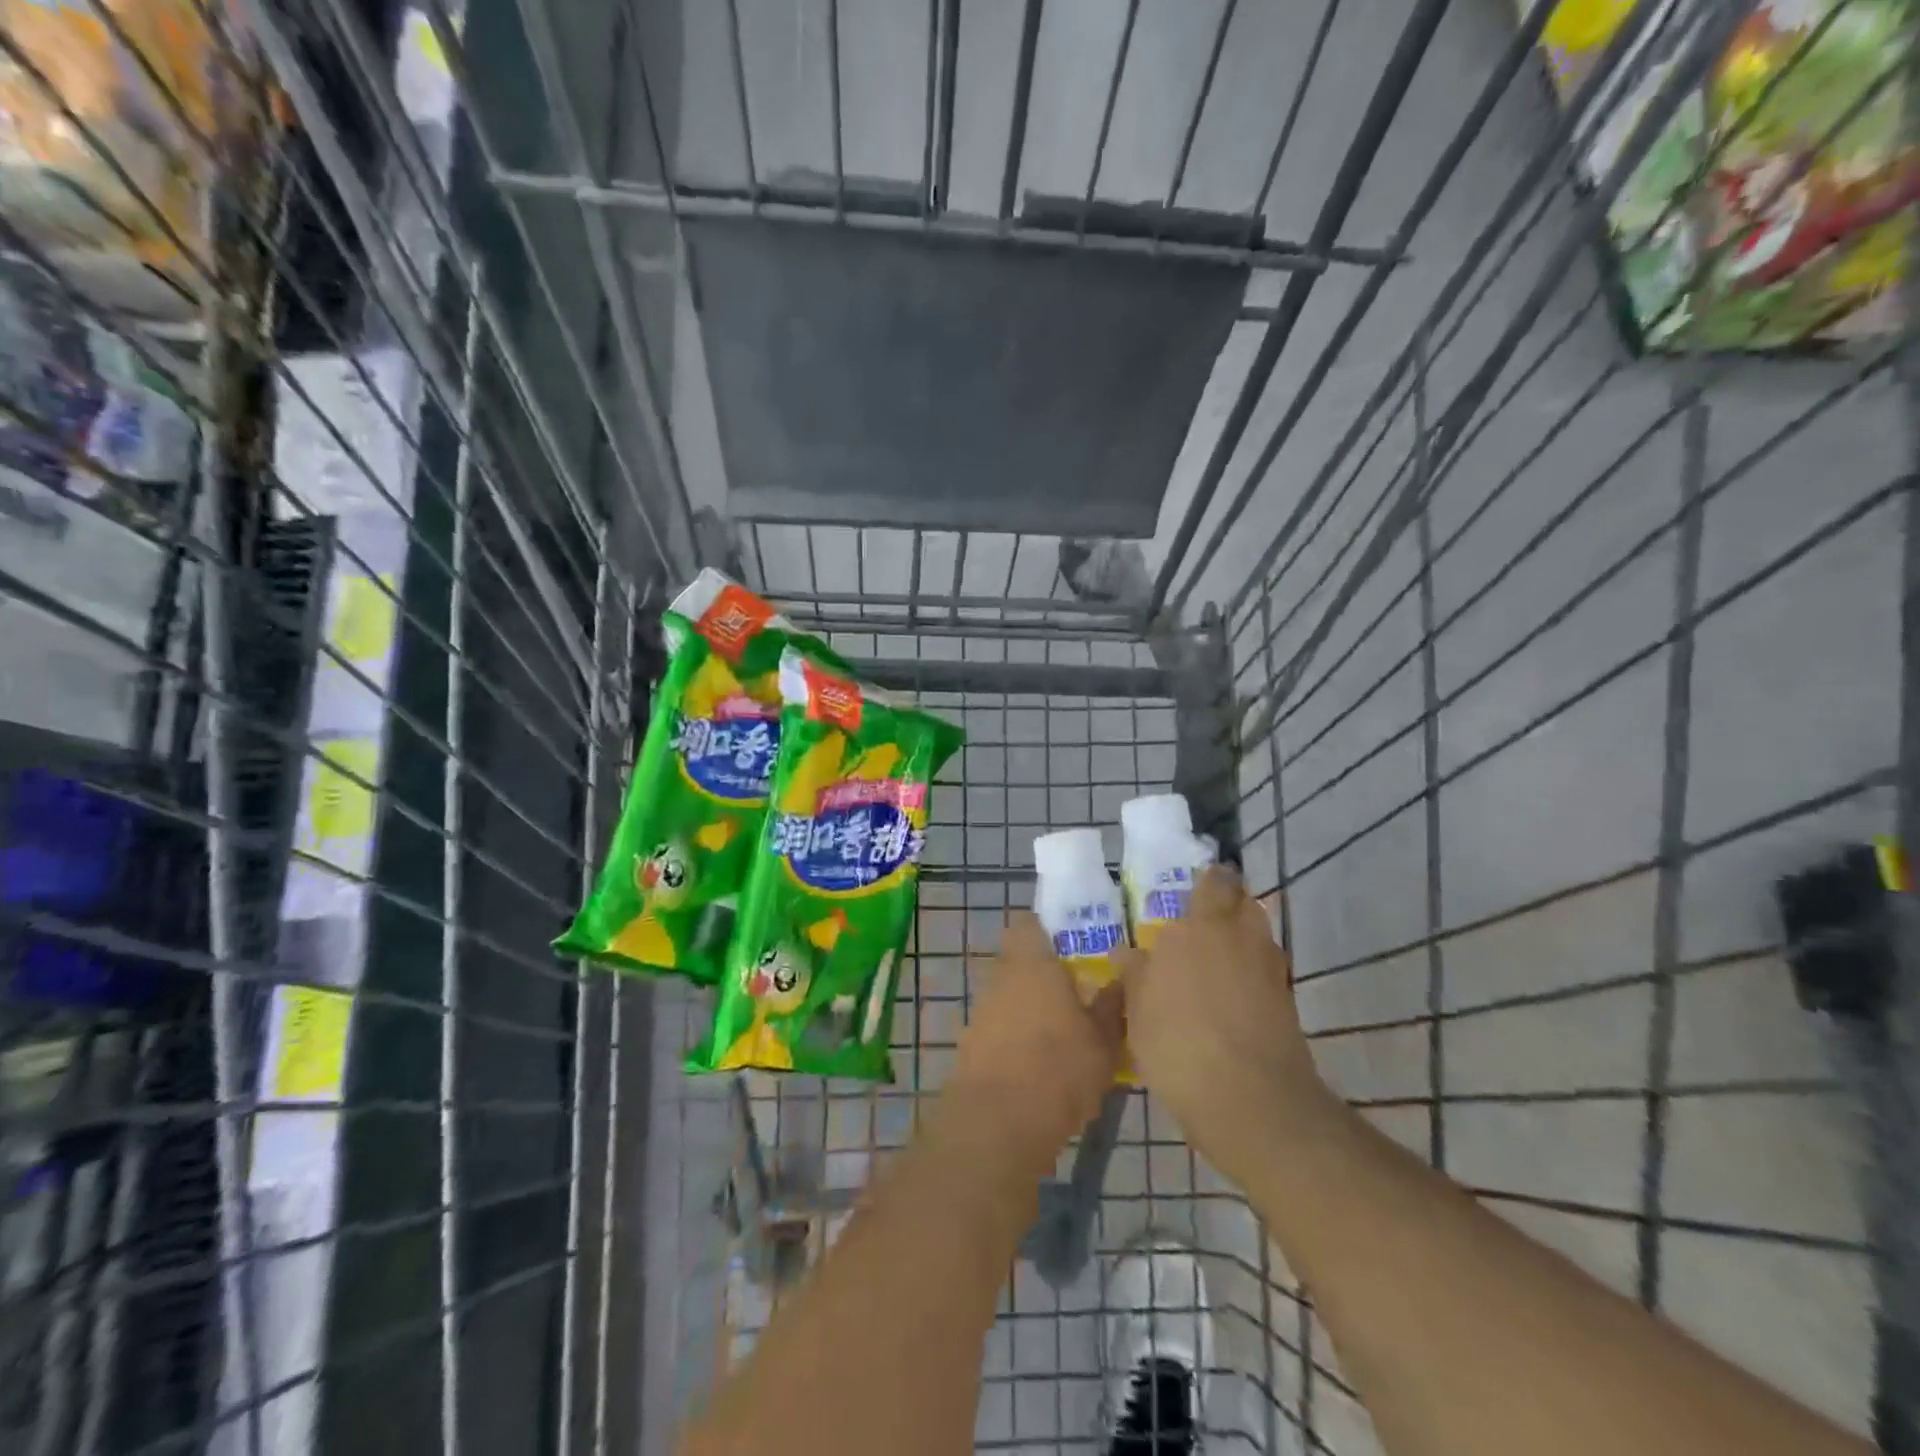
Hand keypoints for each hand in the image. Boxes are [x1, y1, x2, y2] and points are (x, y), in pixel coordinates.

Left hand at [943, 911, 1123, 1170]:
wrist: (998, 1123)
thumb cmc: (1059, 1068)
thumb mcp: (1104, 1041)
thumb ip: (1112, 1007)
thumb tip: (1122, 980)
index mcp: (1032, 963)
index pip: (1029, 924)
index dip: (1047, 931)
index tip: (1072, 947)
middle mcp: (1001, 978)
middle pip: (1019, 963)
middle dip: (1044, 976)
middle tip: (1078, 995)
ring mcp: (982, 1012)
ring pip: (1009, 997)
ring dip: (1031, 1010)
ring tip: (1065, 1038)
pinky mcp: (971, 1046)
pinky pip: (999, 1031)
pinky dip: (1017, 1041)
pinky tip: (1042, 1069)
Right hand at [1121, 865, 1329, 1160]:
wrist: (1249, 1098)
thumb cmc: (1179, 1042)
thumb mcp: (1139, 1009)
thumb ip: (1135, 974)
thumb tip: (1126, 953)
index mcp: (1201, 926)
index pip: (1215, 881)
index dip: (1209, 880)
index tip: (1195, 886)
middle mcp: (1241, 937)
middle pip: (1245, 904)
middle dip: (1229, 907)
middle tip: (1202, 924)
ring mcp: (1271, 970)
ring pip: (1259, 938)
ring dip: (1243, 942)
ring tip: (1215, 963)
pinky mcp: (1289, 1004)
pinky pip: (1268, 974)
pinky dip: (1253, 977)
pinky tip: (1231, 999)